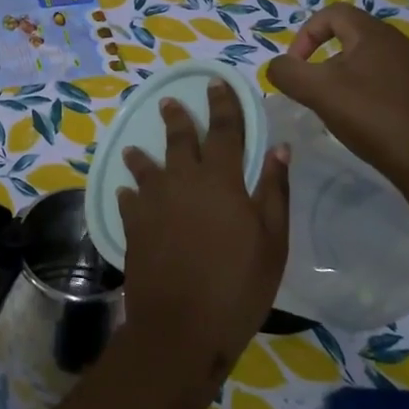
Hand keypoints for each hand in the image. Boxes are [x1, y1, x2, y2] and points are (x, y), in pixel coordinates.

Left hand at [117, 82, 289, 372]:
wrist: (183, 326)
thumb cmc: (239, 284)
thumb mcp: (272, 240)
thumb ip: (274, 190)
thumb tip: (280, 147)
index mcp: (220, 179)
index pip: (224, 129)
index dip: (222, 104)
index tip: (215, 82)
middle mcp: (182, 181)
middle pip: (179, 140)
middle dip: (177, 119)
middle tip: (170, 101)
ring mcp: (152, 203)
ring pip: (146, 167)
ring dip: (143, 156)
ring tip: (135, 148)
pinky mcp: (133, 227)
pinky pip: (130, 200)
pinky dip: (130, 193)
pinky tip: (128, 193)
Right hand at [265, 5, 408, 182]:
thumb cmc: (371, 116)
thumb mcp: (317, 92)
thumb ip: (287, 72)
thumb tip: (277, 67)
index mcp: (373, 33)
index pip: (330, 14)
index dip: (304, 35)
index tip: (296, 67)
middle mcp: (398, 42)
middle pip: (349, 36)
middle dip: (322, 58)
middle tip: (313, 88)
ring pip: (367, 60)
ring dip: (343, 77)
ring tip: (335, 106)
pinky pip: (385, 80)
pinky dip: (366, 92)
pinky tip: (364, 119)